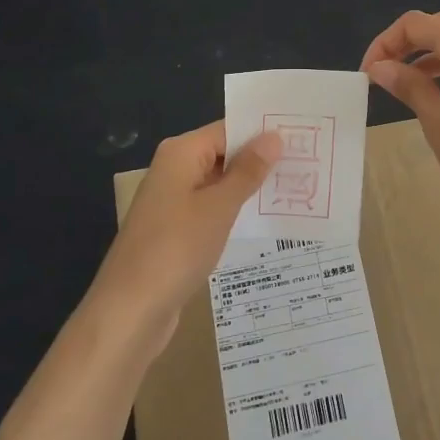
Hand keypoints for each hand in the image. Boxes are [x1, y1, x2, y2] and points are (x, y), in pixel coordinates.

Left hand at [89, 121, 281, 350]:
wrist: (131, 309)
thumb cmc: (176, 248)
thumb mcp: (219, 207)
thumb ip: (248, 171)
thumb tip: (274, 136)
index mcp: (181, 154)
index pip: (229, 129)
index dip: (262, 133)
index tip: (303, 138)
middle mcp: (174, 170)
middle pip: (224, 154)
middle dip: (261, 160)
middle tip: (309, 163)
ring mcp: (173, 201)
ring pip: (220, 183)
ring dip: (251, 187)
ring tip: (298, 188)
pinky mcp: (176, 229)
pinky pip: (212, 208)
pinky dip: (236, 210)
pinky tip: (266, 218)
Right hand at [360, 10, 439, 234]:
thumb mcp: (436, 121)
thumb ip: (409, 86)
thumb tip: (380, 67)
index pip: (418, 23)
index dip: (387, 41)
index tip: (369, 72)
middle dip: (408, 44)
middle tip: (383, 73)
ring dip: (429, 58)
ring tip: (405, 88)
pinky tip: (439, 101)